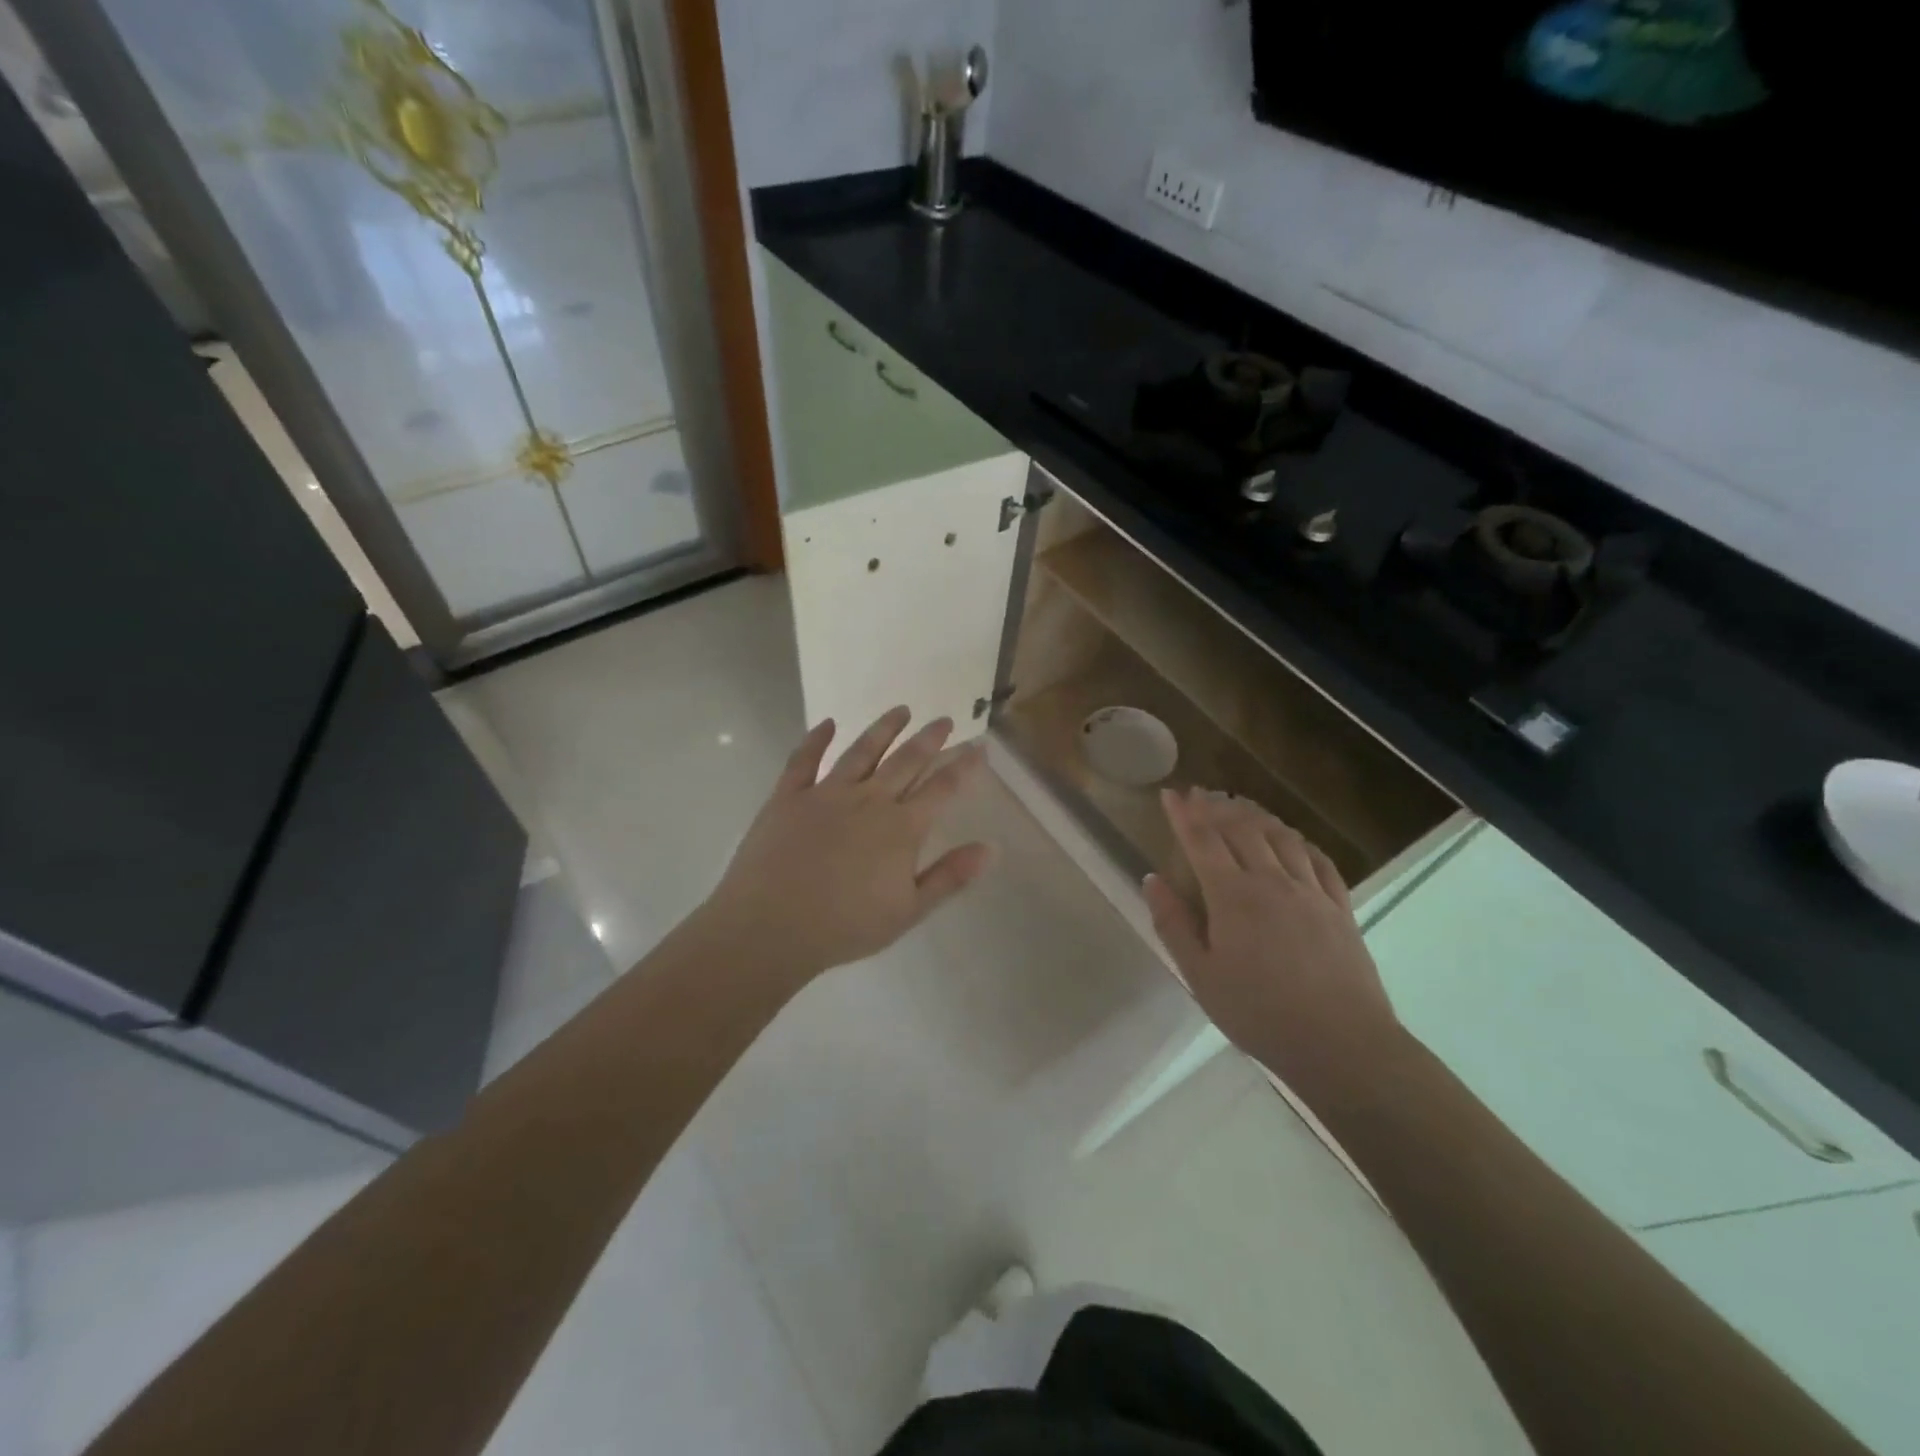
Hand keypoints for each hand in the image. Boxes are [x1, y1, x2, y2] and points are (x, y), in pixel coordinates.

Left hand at [698, 708, 995, 984]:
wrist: (771, 926)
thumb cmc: (845, 926)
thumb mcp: (908, 911)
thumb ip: (950, 876)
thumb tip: (991, 848)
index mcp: (900, 828)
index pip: (941, 788)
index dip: (963, 767)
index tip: (979, 747)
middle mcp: (868, 800)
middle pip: (906, 761)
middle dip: (929, 739)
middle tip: (944, 720)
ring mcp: (826, 793)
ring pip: (862, 751)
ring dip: (884, 728)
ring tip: (901, 710)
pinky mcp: (789, 796)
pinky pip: (804, 760)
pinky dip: (816, 739)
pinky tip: (827, 724)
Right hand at [1142, 789, 1404, 1096]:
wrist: (1341, 1044)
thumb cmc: (1259, 1014)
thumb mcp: (1201, 976)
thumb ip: (1173, 924)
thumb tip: (1152, 879)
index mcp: (1233, 896)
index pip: (1202, 841)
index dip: (1184, 815)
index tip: (1171, 793)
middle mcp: (1272, 881)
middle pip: (1242, 829)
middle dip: (1217, 807)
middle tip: (1200, 793)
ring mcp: (1311, 892)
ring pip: (1281, 837)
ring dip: (1257, 815)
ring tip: (1240, 804)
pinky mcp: (1340, 908)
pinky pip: (1320, 860)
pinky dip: (1300, 840)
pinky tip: (1293, 838)